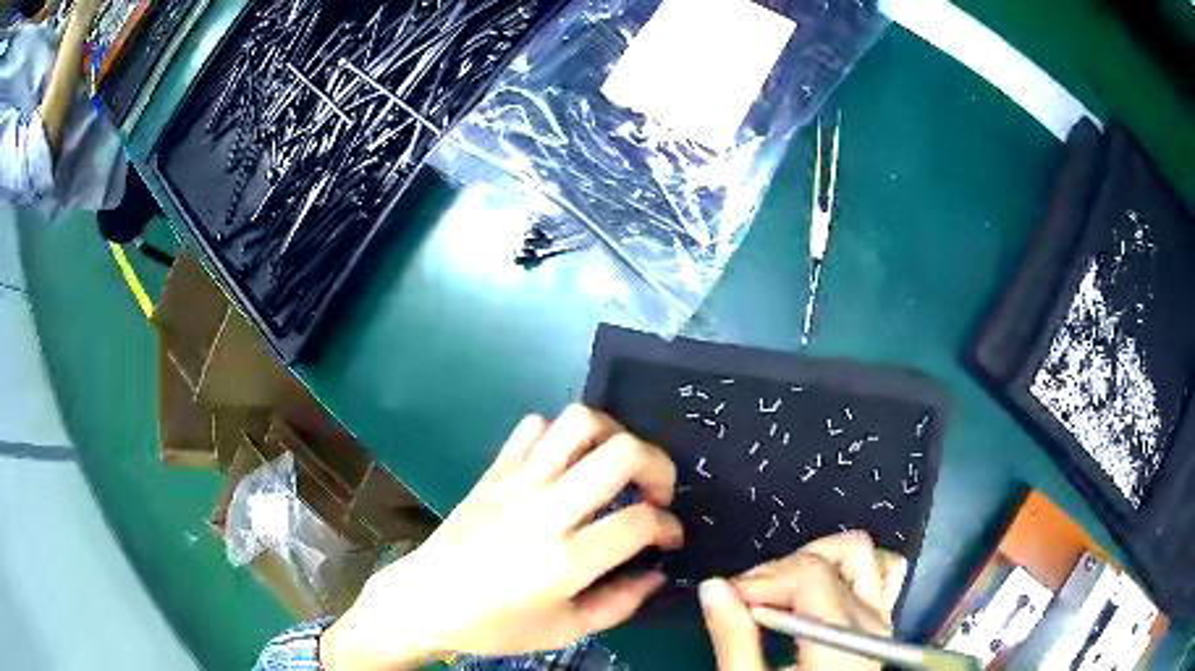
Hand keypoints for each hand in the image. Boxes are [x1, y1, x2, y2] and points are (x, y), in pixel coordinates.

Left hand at [321, 406, 683, 669]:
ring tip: (617, 467)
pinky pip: (532, 428)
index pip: (640, 521)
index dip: (669, 526)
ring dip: (613, 435)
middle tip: (657, 491)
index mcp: (565, 560)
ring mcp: (516, 483)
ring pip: (577, 423)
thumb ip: (620, 603)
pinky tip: (564, 464)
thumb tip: (657, 572)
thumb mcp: (565, 630)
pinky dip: (559, 435)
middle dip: (658, 465)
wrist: (425, 601)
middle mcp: (545, 511)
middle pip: (621, 454)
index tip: (669, 537)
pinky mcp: (494, 471)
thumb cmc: (494, 626)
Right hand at [699, 532, 906, 670]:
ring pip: (861, 556)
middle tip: (746, 600)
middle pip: (834, 559)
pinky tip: (815, 594)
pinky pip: (880, 572)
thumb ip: (734, 639)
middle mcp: (872, 623)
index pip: (812, 575)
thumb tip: (713, 586)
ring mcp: (882, 620)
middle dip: (782, 570)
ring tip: (778, 595)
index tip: (729, 596)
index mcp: (843, 644)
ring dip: (814, 563)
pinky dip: (845, 570)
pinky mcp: (879, 623)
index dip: (763, 577)